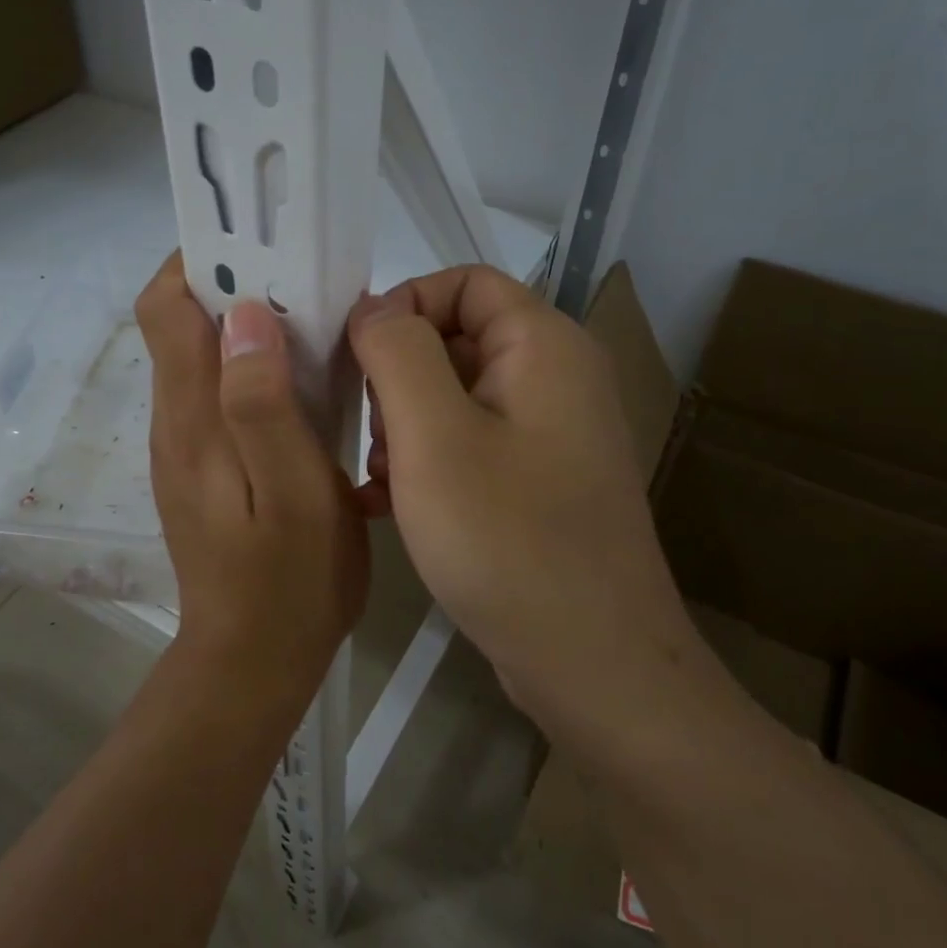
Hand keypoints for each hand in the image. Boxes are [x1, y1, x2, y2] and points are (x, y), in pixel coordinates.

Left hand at [138, 254, 368, 694]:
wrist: (252, 661)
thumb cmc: (288, 583)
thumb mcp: (294, 494)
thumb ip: (264, 405)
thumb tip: (245, 315)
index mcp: (192, 418)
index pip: (166, 308)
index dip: (201, 261)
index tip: (261, 244)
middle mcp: (176, 421)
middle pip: (183, 324)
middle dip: (233, 285)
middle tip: (306, 280)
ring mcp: (187, 446)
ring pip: (205, 356)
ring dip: (250, 326)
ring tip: (315, 323)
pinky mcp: (205, 466)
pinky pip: (221, 392)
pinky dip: (255, 368)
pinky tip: (305, 383)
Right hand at [347, 268, 697, 744]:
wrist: (593, 665)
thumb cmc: (508, 539)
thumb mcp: (433, 435)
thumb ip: (397, 352)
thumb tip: (374, 308)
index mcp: (543, 346)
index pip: (463, 282)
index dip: (403, 305)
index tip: (353, 358)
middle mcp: (555, 378)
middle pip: (457, 339)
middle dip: (397, 377)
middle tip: (366, 434)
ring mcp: (549, 435)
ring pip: (455, 397)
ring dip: (404, 427)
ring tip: (378, 479)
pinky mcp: (538, 483)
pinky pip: (469, 446)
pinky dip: (426, 462)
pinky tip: (387, 505)